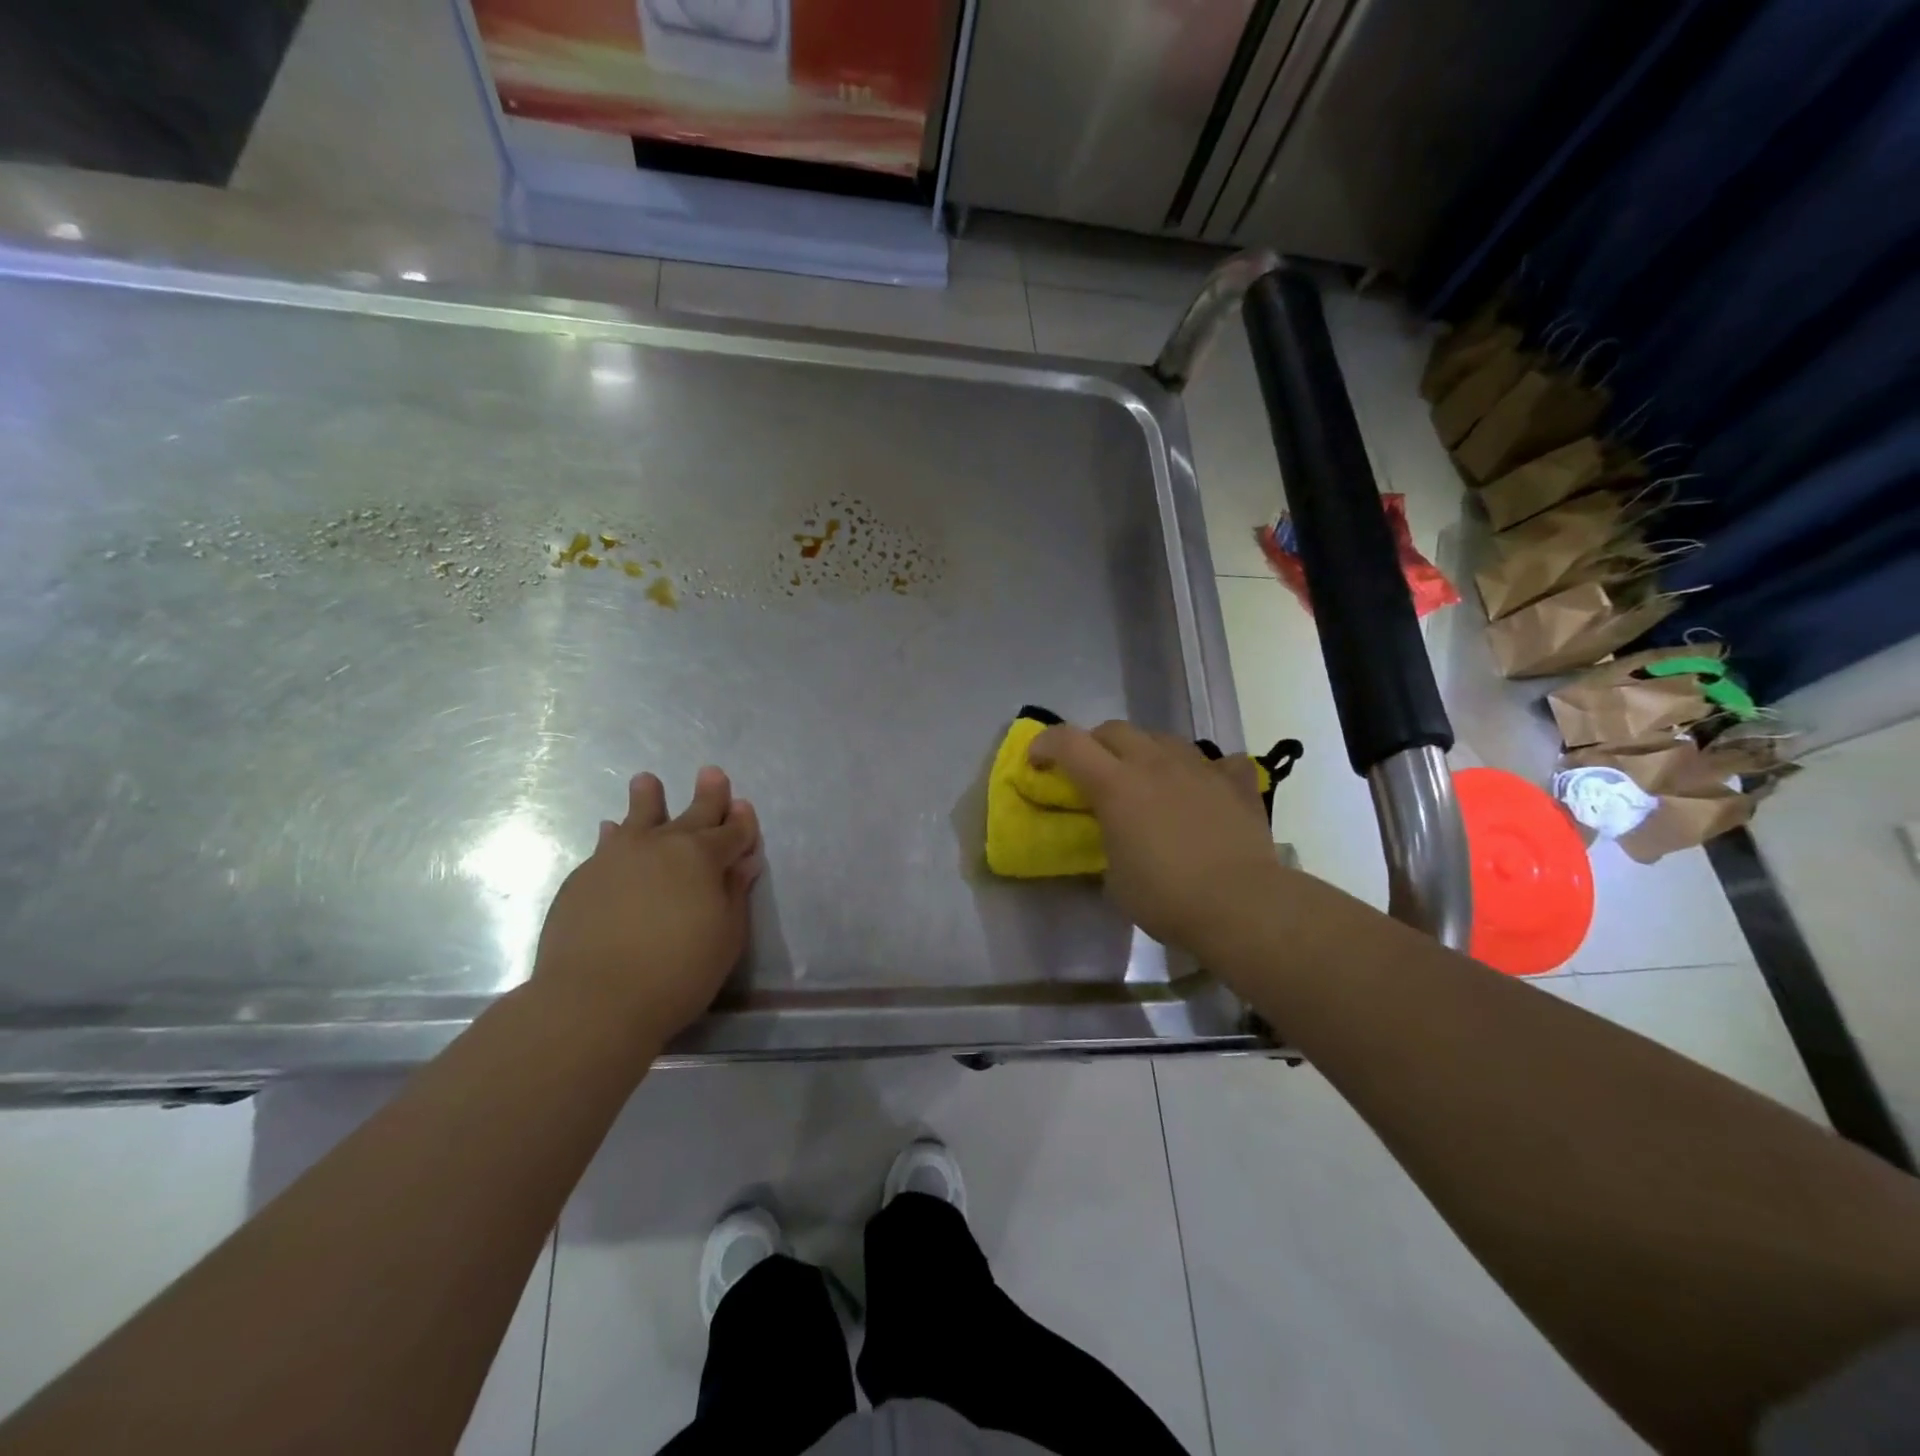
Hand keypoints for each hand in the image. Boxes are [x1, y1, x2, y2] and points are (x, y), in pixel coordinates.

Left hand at [532, 767, 761, 1049]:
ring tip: (646, 780)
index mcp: (702, 857)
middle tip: (712, 773)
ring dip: (648, 798)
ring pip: (638, 817)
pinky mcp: (584, 877)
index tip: (743, 806)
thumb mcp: (726, 937)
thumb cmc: (678, 972)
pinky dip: (613, 835)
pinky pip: (605, 845)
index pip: (731, 832)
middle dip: (708, 795)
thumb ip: (734, 894)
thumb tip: (742, 862)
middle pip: (692, 814)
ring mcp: (618, 857)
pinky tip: (610, 830)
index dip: (741, 822)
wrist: (594, 1000)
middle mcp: (662, 846)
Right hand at [1029, 721, 1277, 957]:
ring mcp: (1199, 767)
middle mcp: (1154, 763)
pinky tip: (1204, 788)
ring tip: (1147, 778)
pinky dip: (1205, 771)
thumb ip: (1107, 843)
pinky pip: (1217, 762)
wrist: (1240, 904)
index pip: (1068, 742)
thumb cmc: (1165, 897)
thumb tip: (1115, 837)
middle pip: (1114, 729)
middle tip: (1093, 772)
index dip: (1045, 744)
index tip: (1037, 762)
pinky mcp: (1235, 782)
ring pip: (1163, 738)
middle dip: (1095, 744)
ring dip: (1145, 752)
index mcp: (1115, 785)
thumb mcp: (1115, 879)